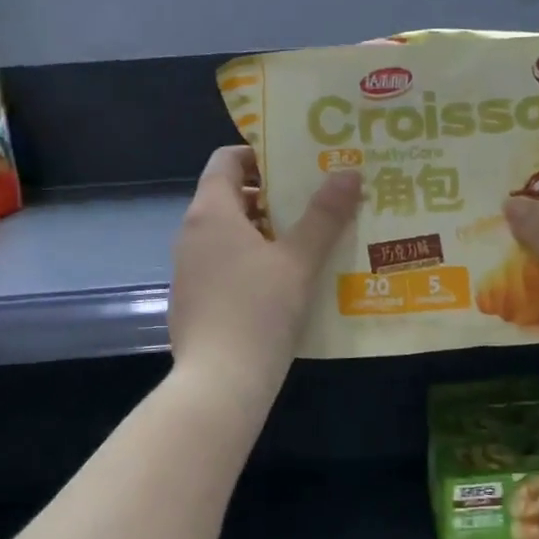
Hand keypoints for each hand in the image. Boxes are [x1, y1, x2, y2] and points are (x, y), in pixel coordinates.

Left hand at [169, 147, 361, 398]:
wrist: (219, 384)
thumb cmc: (259, 311)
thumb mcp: (299, 261)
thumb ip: (324, 215)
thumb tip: (348, 172)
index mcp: (211, 212)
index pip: (226, 160)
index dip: (260, 155)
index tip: (297, 163)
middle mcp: (192, 234)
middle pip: (230, 196)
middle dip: (273, 196)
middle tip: (316, 200)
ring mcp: (189, 269)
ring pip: (230, 234)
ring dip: (267, 231)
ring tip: (311, 240)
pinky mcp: (194, 299)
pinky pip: (225, 264)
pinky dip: (253, 261)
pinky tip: (287, 282)